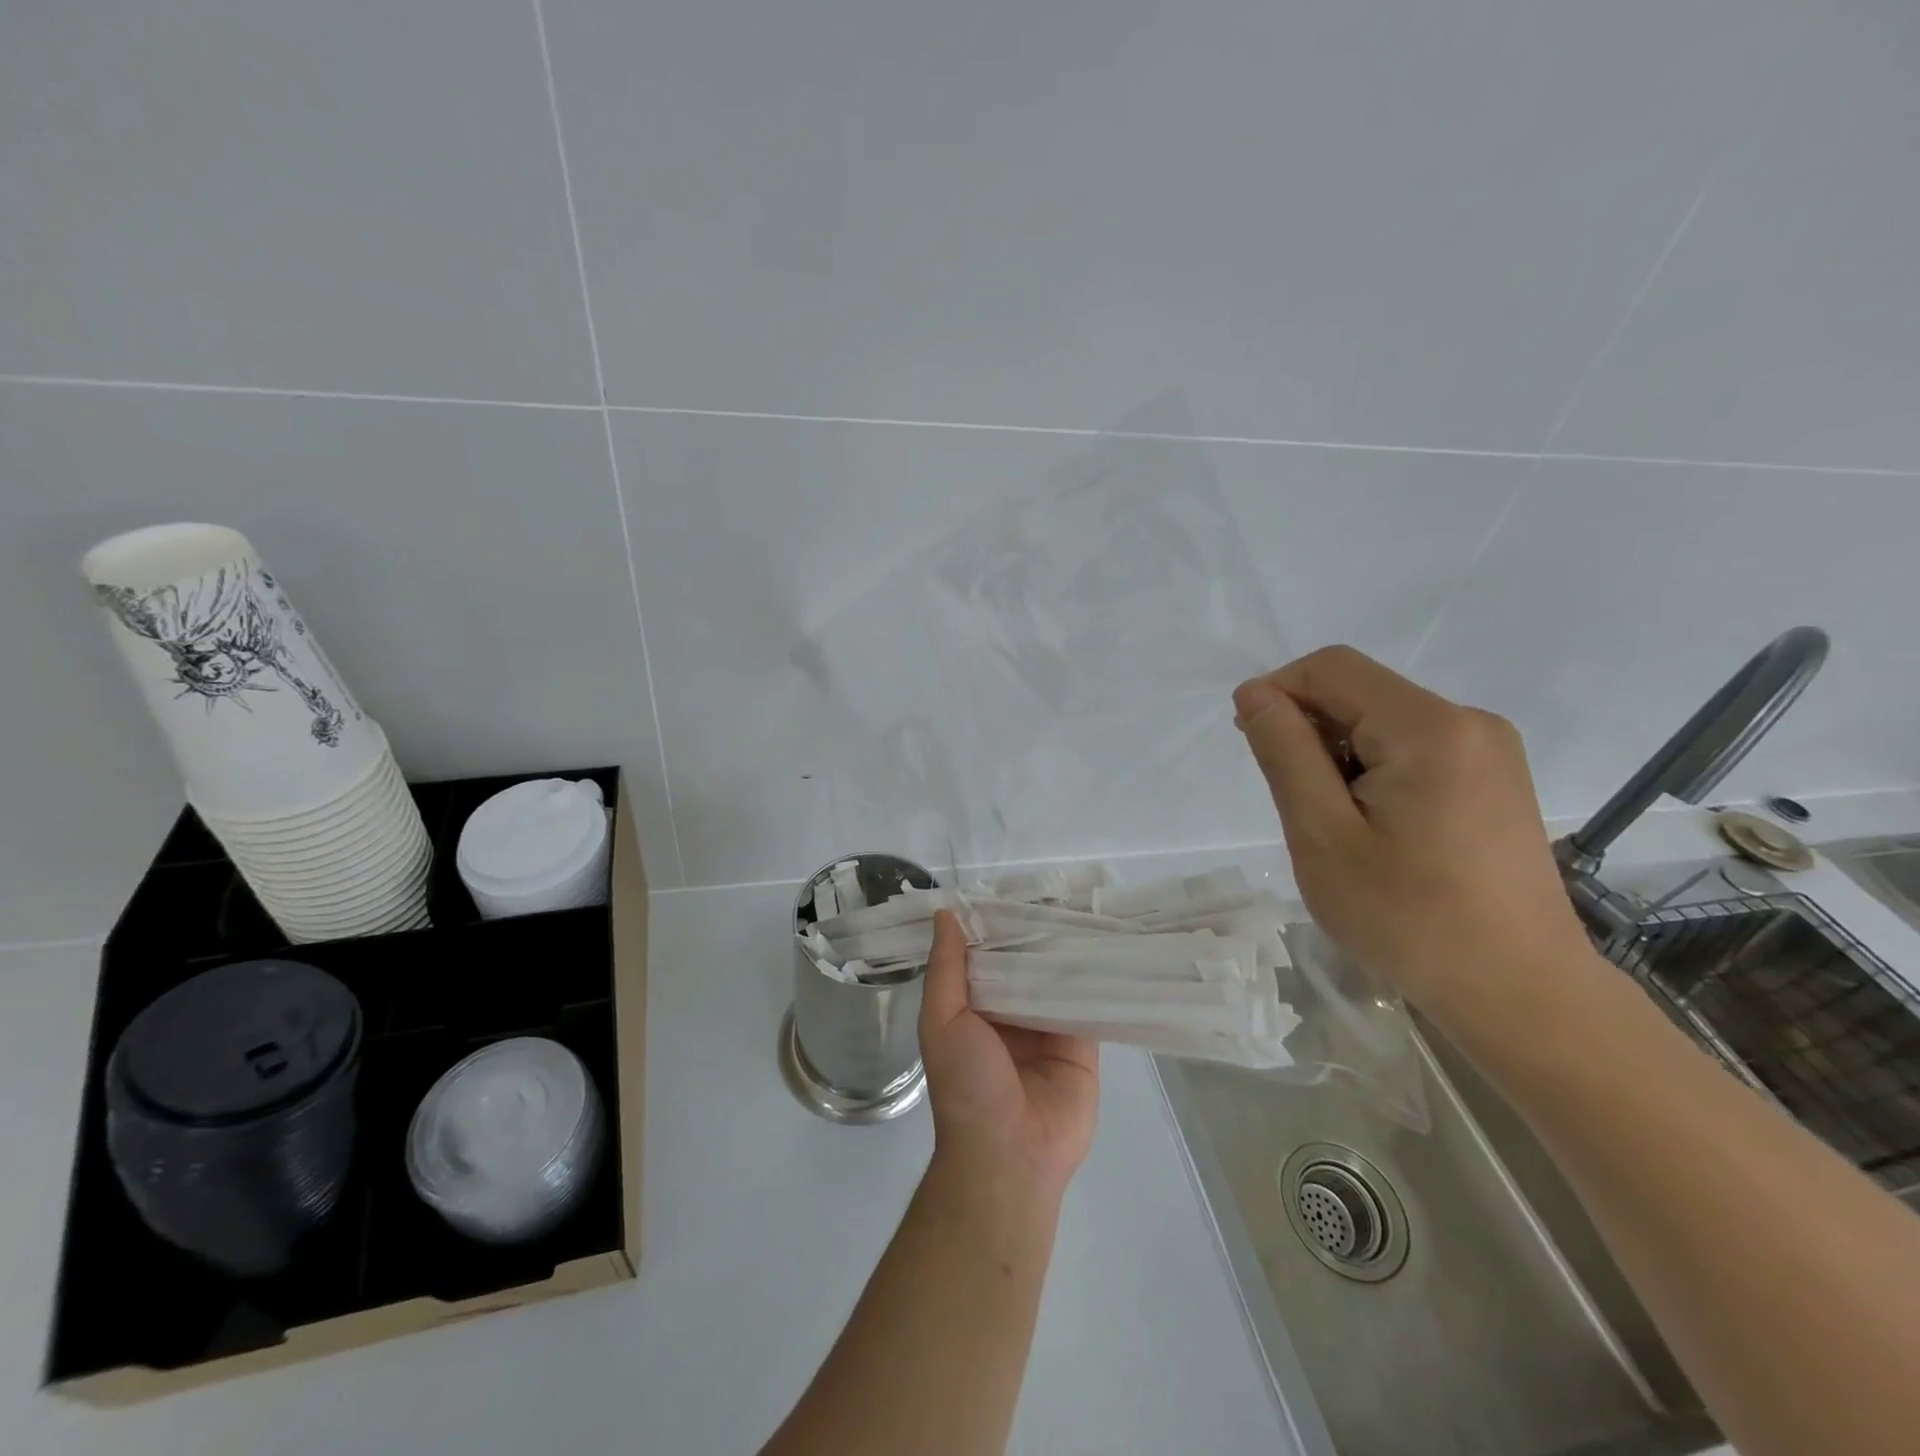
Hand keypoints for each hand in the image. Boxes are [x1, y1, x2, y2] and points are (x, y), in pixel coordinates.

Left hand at [918, 910, 1098, 1201]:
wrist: (1009, 1154)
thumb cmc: (966, 1084)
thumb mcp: (942, 1020)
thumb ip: (946, 967)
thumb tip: (946, 913)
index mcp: (975, 1005)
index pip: (988, 953)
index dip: (997, 923)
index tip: (1014, 885)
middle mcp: (1012, 1011)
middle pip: (1027, 961)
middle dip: (1038, 931)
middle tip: (1059, 886)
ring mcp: (1049, 1025)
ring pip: (1059, 976)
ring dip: (1069, 949)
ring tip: (1087, 903)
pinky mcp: (1083, 1042)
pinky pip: (1090, 1002)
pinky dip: (1097, 977)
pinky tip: (1109, 943)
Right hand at [1233, 645, 1590, 1015]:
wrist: (1521, 993)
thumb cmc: (1409, 917)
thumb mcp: (1323, 834)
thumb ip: (1285, 752)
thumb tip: (1254, 692)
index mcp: (1429, 728)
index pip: (1332, 669)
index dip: (1278, 692)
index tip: (1253, 746)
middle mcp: (1468, 722)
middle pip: (1360, 693)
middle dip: (1310, 730)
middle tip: (1294, 803)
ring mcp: (1490, 750)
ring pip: (1384, 722)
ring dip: (1339, 756)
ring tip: (1336, 825)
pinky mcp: (1495, 779)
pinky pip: (1414, 748)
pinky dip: (1373, 771)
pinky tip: (1373, 828)